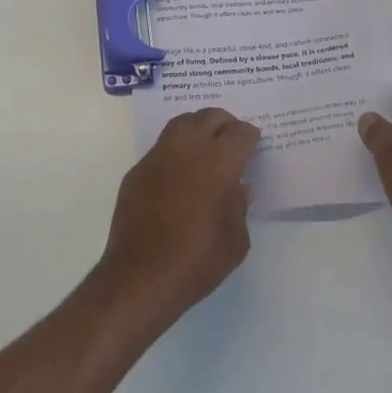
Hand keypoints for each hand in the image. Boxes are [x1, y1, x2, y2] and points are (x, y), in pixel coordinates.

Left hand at [97, 108, 258, 328]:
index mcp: (219, 162)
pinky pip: (161, 147)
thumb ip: (240, 207)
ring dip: (197, 127)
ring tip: (206, 144)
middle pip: (209, 117)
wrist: (142, 275)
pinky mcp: (137, 170)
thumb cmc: (198, 260)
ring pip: (181, 123)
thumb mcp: (236, 240)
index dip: (250, 137)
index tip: (253, 146)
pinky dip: (175, 149)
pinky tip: (179, 171)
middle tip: (232, 138)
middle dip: (225, 123)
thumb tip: (238, 189)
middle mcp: (187, 148)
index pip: (241, 133)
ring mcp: (158, 156)